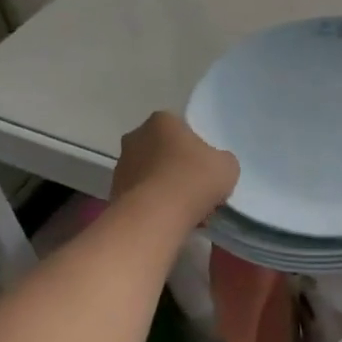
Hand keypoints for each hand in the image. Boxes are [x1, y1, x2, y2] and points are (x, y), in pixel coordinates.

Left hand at [112, 112, 238, 224]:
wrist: (156, 216)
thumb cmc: (194, 179)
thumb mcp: (227, 165)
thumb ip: (220, 160)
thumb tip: (213, 167)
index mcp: (162, 121)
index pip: (181, 129)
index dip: (196, 148)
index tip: (205, 167)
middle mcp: (135, 137)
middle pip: (163, 151)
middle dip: (177, 167)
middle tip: (196, 189)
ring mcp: (121, 166)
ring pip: (151, 175)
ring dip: (164, 188)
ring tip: (184, 211)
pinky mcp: (114, 193)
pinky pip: (142, 196)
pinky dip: (154, 206)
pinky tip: (170, 220)